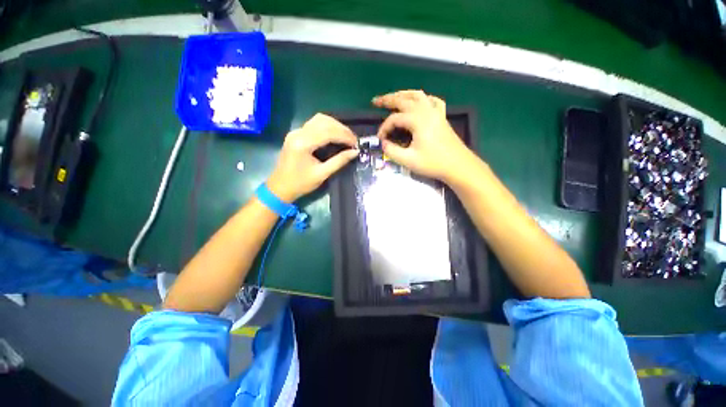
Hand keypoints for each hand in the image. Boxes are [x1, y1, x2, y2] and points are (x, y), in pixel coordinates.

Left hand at [267, 114, 358, 201]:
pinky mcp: (296, 134)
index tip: (356, 143)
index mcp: (303, 143)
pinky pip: (314, 124)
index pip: (328, 132)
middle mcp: (298, 133)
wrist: (279, 188)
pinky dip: (328, 127)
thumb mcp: (322, 174)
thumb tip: (355, 152)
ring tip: (347, 136)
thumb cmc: (300, 184)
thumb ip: (339, 161)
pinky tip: (336, 134)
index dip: (345, 136)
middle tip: (354, 140)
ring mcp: (296, 132)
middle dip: (342, 129)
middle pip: (324, 121)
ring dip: (335, 126)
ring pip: (319, 120)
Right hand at [373, 90, 471, 181]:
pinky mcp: (442, 117)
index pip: (394, 119)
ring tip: (394, 96)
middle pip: (404, 100)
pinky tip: (420, 102)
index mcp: (417, 120)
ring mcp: (436, 112)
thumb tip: (383, 143)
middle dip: (388, 100)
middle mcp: (426, 111)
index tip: (380, 139)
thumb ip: (392, 151)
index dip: (384, 128)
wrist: (458, 165)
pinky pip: (432, 101)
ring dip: (404, 94)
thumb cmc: (433, 163)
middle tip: (375, 101)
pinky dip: (423, 98)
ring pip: (418, 95)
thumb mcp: (408, 160)